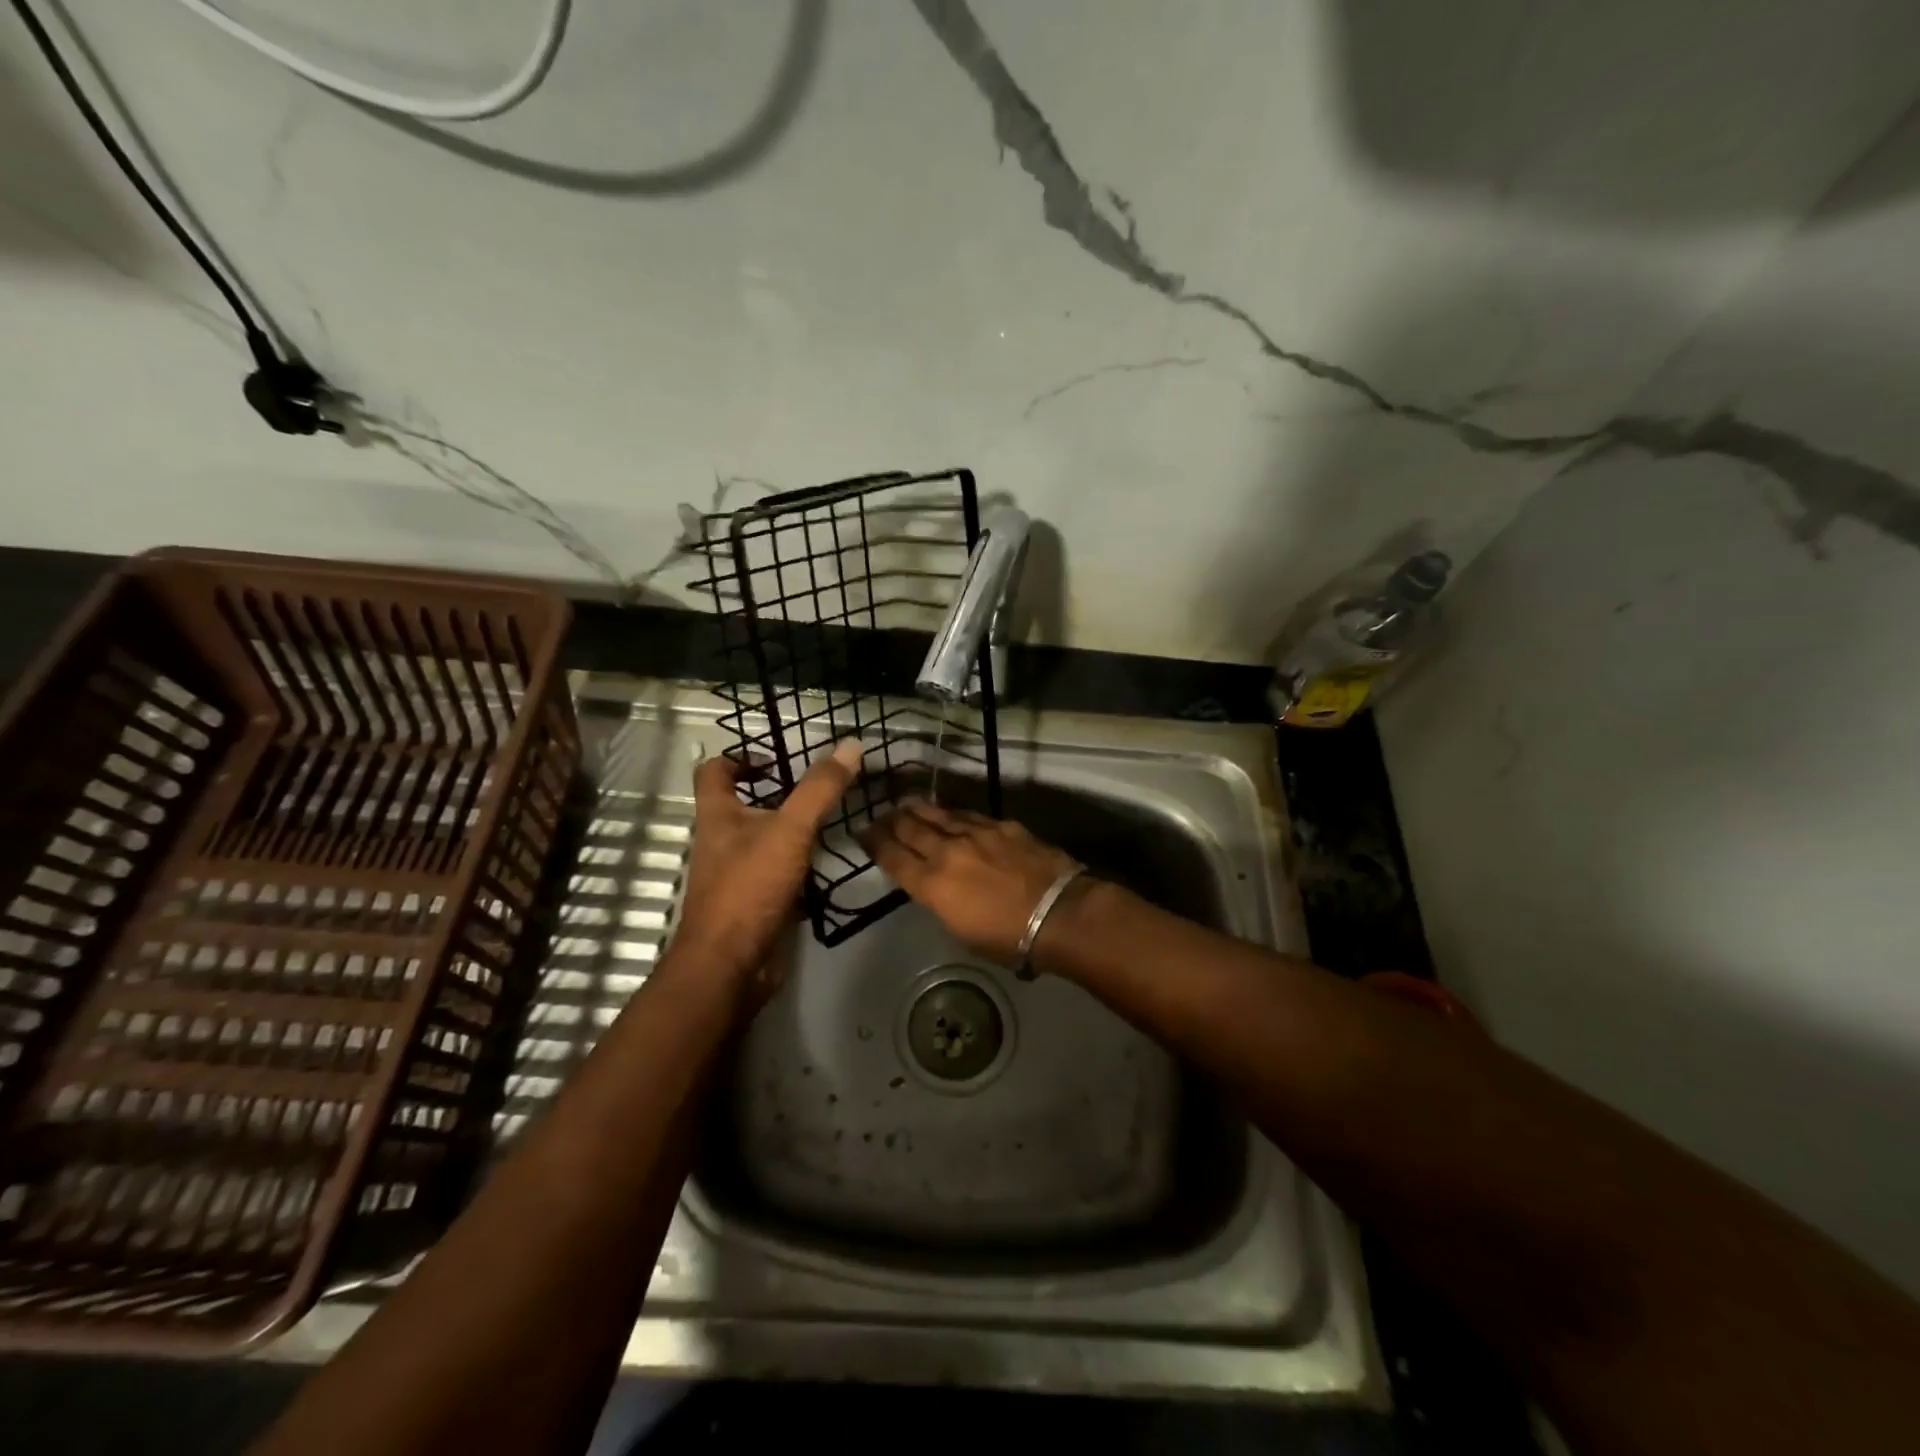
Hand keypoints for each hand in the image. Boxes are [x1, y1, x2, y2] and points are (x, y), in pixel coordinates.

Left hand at [669, 740, 863, 997]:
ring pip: (765, 842)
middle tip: (820, 790)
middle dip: (778, 795)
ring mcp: (737, 875)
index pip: (714, 772)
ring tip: (833, 822)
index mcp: (718, 816)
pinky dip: (801, 868)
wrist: (731, 967)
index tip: (777, 759)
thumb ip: (820, 789)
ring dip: (794, 832)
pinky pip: (778, 876)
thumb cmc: (749, 889)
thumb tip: (851, 744)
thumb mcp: (790, 830)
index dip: (740, 757)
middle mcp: (722, 842)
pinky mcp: (755, 904)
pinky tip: (830, 866)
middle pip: (743, 806)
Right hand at [861, 800, 1080, 963]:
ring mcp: (975, 833)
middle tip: (879, 816)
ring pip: (936, 814)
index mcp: (931, 885)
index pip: (892, 857)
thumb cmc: (1008, 938)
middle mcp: (946, 852)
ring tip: (905, 804)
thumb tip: (935, 886)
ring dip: (917, 809)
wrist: (1058, 912)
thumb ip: (941, 902)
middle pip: (909, 828)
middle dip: (890, 821)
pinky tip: (948, 813)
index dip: (874, 843)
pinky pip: (967, 815)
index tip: (863, 834)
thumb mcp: (961, 931)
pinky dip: (951, 814)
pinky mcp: (1001, 825)